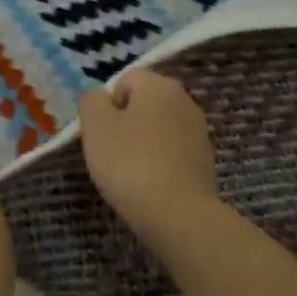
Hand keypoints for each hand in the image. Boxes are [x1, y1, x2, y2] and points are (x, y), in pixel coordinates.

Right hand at [78, 69, 222, 251]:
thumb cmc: (130, 162)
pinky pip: (172, 152)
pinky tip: (150, 185)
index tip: (101, 132)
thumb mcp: (95, 125)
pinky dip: (159, 163)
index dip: (107, 104)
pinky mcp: (205, 160)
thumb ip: (91, 100)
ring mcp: (198, 130)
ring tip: (130, 172)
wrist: (177, 215)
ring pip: (158, 128)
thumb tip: (98, 96)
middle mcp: (184, 99)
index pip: (124, 80)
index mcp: (158, 84)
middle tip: (111, 152)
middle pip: (143, 103)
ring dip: (142, 143)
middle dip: (125, 123)